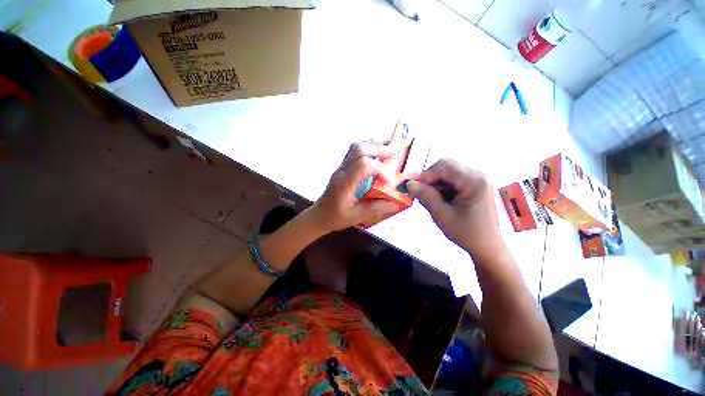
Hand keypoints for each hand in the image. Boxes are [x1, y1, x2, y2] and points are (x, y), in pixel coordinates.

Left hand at [308, 142, 399, 232]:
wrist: (319, 215)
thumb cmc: (335, 217)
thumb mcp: (355, 217)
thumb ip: (375, 209)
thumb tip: (395, 203)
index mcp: (344, 183)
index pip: (364, 165)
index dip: (380, 170)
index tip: (389, 183)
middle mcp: (342, 171)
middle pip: (359, 150)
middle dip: (379, 149)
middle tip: (395, 152)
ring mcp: (341, 167)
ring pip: (356, 147)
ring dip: (374, 146)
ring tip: (389, 149)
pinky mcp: (343, 168)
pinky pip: (355, 152)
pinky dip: (368, 149)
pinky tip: (377, 153)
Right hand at [407, 159, 504, 258]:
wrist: (487, 247)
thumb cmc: (467, 234)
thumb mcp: (442, 215)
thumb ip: (425, 196)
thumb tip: (410, 184)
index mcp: (475, 182)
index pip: (445, 166)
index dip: (426, 174)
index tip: (413, 186)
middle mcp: (479, 176)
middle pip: (447, 167)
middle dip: (430, 178)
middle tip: (420, 192)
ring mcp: (478, 180)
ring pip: (449, 173)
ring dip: (436, 183)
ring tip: (430, 198)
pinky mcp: (475, 186)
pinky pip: (453, 180)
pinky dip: (442, 187)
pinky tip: (440, 199)